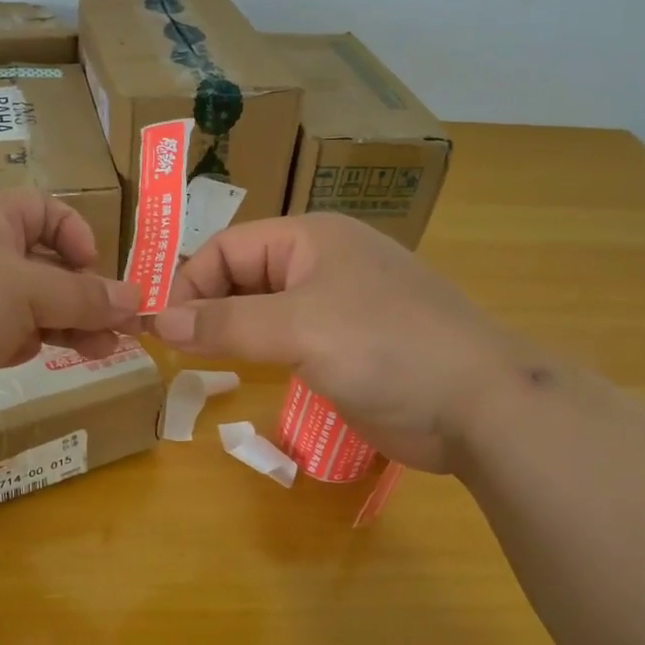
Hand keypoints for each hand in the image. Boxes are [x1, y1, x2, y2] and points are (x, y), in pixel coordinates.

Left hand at [0, 191, 141, 463]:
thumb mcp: (24, 288)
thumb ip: (82, 295)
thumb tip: (135, 300)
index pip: (41, 211)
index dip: (75, 233)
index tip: (97, 270)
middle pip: (46, 263)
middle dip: (87, 288)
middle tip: (125, 322)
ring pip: (37, 306)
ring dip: (76, 321)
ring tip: (109, 347)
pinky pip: (20, 339)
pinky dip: (47, 344)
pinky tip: (72, 357)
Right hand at [152, 214, 532, 470]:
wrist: (482, 405)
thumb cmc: (388, 347)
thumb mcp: (300, 328)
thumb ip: (227, 324)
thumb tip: (162, 322)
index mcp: (311, 238)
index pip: (228, 247)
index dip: (191, 283)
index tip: (163, 329)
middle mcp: (321, 264)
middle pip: (244, 276)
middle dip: (207, 307)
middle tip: (173, 349)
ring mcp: (338, 306)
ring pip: (264, 311)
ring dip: (230, 332)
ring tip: (195, 363)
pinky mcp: (349, 347)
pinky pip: (288, 341)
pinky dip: (259, 353)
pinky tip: (242, 376)